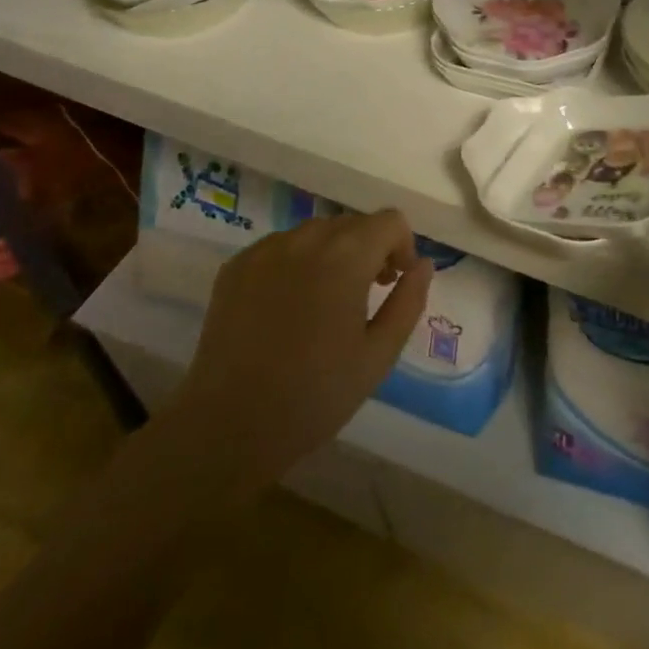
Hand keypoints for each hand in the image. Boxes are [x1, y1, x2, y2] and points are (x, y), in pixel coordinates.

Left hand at [169, 210, 431, 491]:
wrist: (227, 428)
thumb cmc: (314, 396)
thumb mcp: (379, 355)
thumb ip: (408, 301)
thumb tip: (421, 265)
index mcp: (345, 257)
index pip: (390, 221)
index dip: (402, 247)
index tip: (394, 284)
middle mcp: (305, 239)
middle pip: (353, 223)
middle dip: (369, 249)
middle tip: (367, 295)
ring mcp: (265, 250)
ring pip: (316, 232)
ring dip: (333, 253)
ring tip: (326, 300)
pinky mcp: (236, 266)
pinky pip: (281, 247)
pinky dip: (296, 262)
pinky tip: (288, 307)